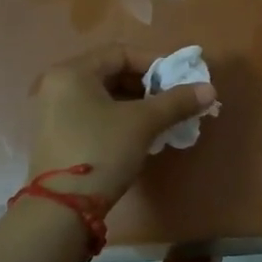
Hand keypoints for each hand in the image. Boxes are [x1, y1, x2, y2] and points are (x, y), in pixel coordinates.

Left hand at [24, 45, 216, 206]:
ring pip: (103, 96)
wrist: (62, 208)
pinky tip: (139, 136)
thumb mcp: (143, 123)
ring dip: (135, 104)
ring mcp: (52, 112)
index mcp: (72, 72)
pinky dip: (118, 118)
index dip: (154, 62)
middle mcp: (57, 85)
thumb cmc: (102, 150)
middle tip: (172, 101)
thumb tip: (210, 89)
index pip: (120, 52)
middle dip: (146, 85)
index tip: (178, 80)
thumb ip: (176, 101)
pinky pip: (93, 115)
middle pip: (110, 73)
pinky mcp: (56, 136)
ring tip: (161, 120)